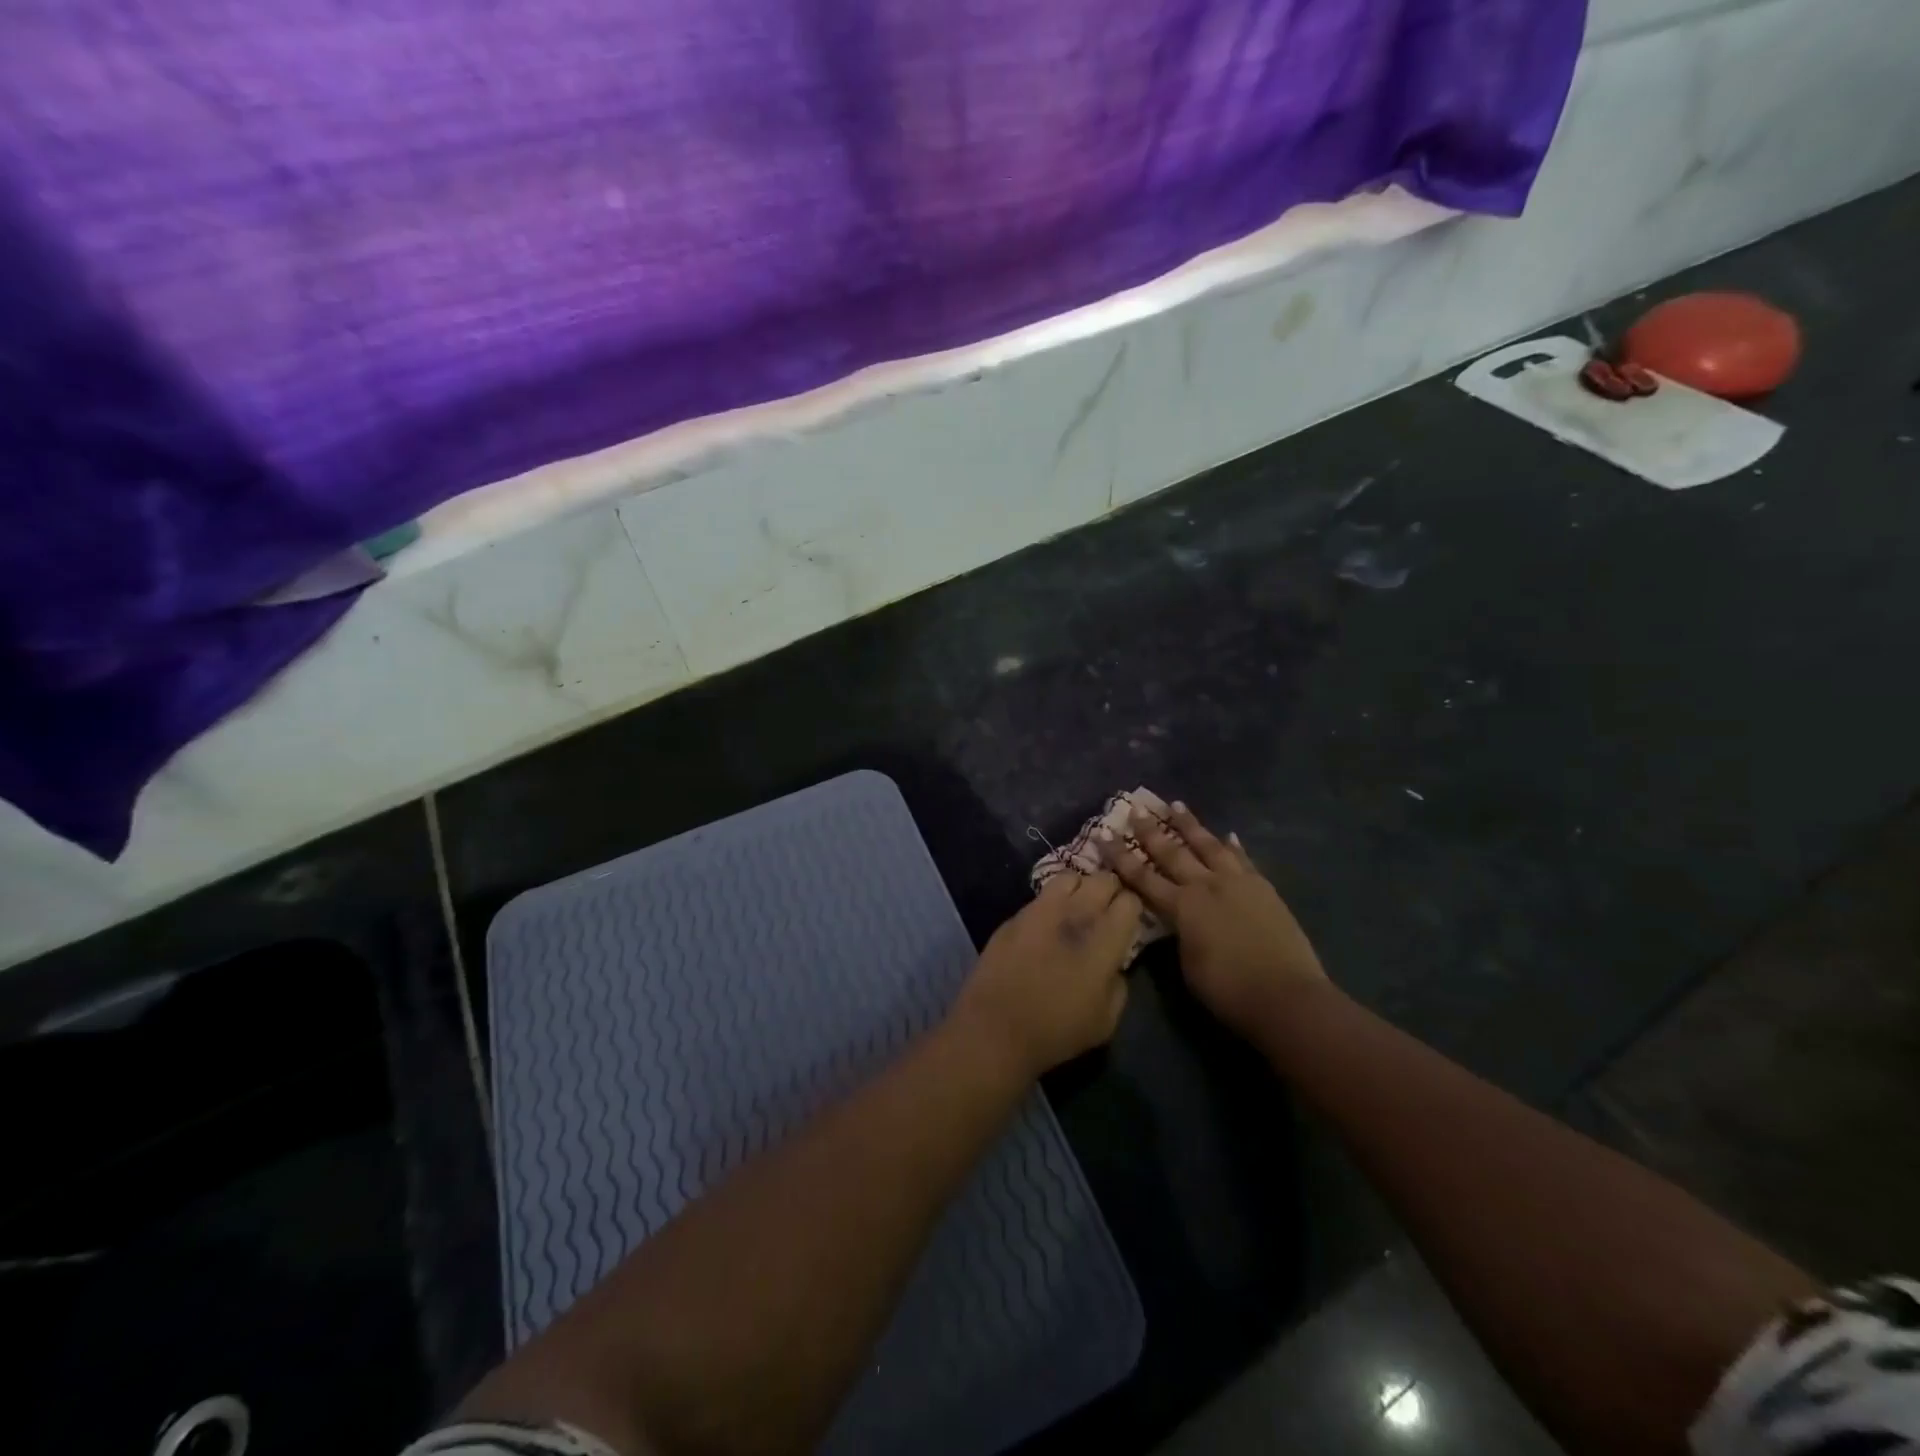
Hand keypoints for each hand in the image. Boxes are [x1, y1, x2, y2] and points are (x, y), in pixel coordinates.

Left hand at [954, 872, 1141, 1080]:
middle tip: (1106, 912)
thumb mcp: (1106, 1020)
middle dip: (1110, 891)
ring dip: (1080, 888)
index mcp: (1104, 939)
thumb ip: (1119, 984)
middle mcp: (1076, 913)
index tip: (1127, 923)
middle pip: (1103, 879)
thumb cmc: (1057, 1031)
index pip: (1130, 901)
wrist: (996, 1027)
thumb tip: (1114, 965)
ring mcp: (1042, 908)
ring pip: (1071, 877)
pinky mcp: (1016, 914)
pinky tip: (1047, 923)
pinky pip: (1042, 895)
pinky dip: (1051, 902)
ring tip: (1076, 908)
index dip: (1132, 909)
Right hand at [1097, 801, 1327, 1040]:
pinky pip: (1243, 859)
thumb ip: (1179, 934)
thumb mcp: (1188, 964)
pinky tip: (1227, 835)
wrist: (1287, 995)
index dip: (1121, 856)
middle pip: (1173, 852)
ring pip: (1209, 845)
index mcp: (1182, 907)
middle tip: (1136, 810)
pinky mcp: (1264, 888)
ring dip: (1190, 825)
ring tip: (1177, 805)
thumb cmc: (1228, 990)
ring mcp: (1238, 882)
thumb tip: (1178, 919)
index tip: (1104, 834)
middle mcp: (1206, 885)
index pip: (1143, 877)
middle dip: (1151, 831)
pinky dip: (1233, 846)